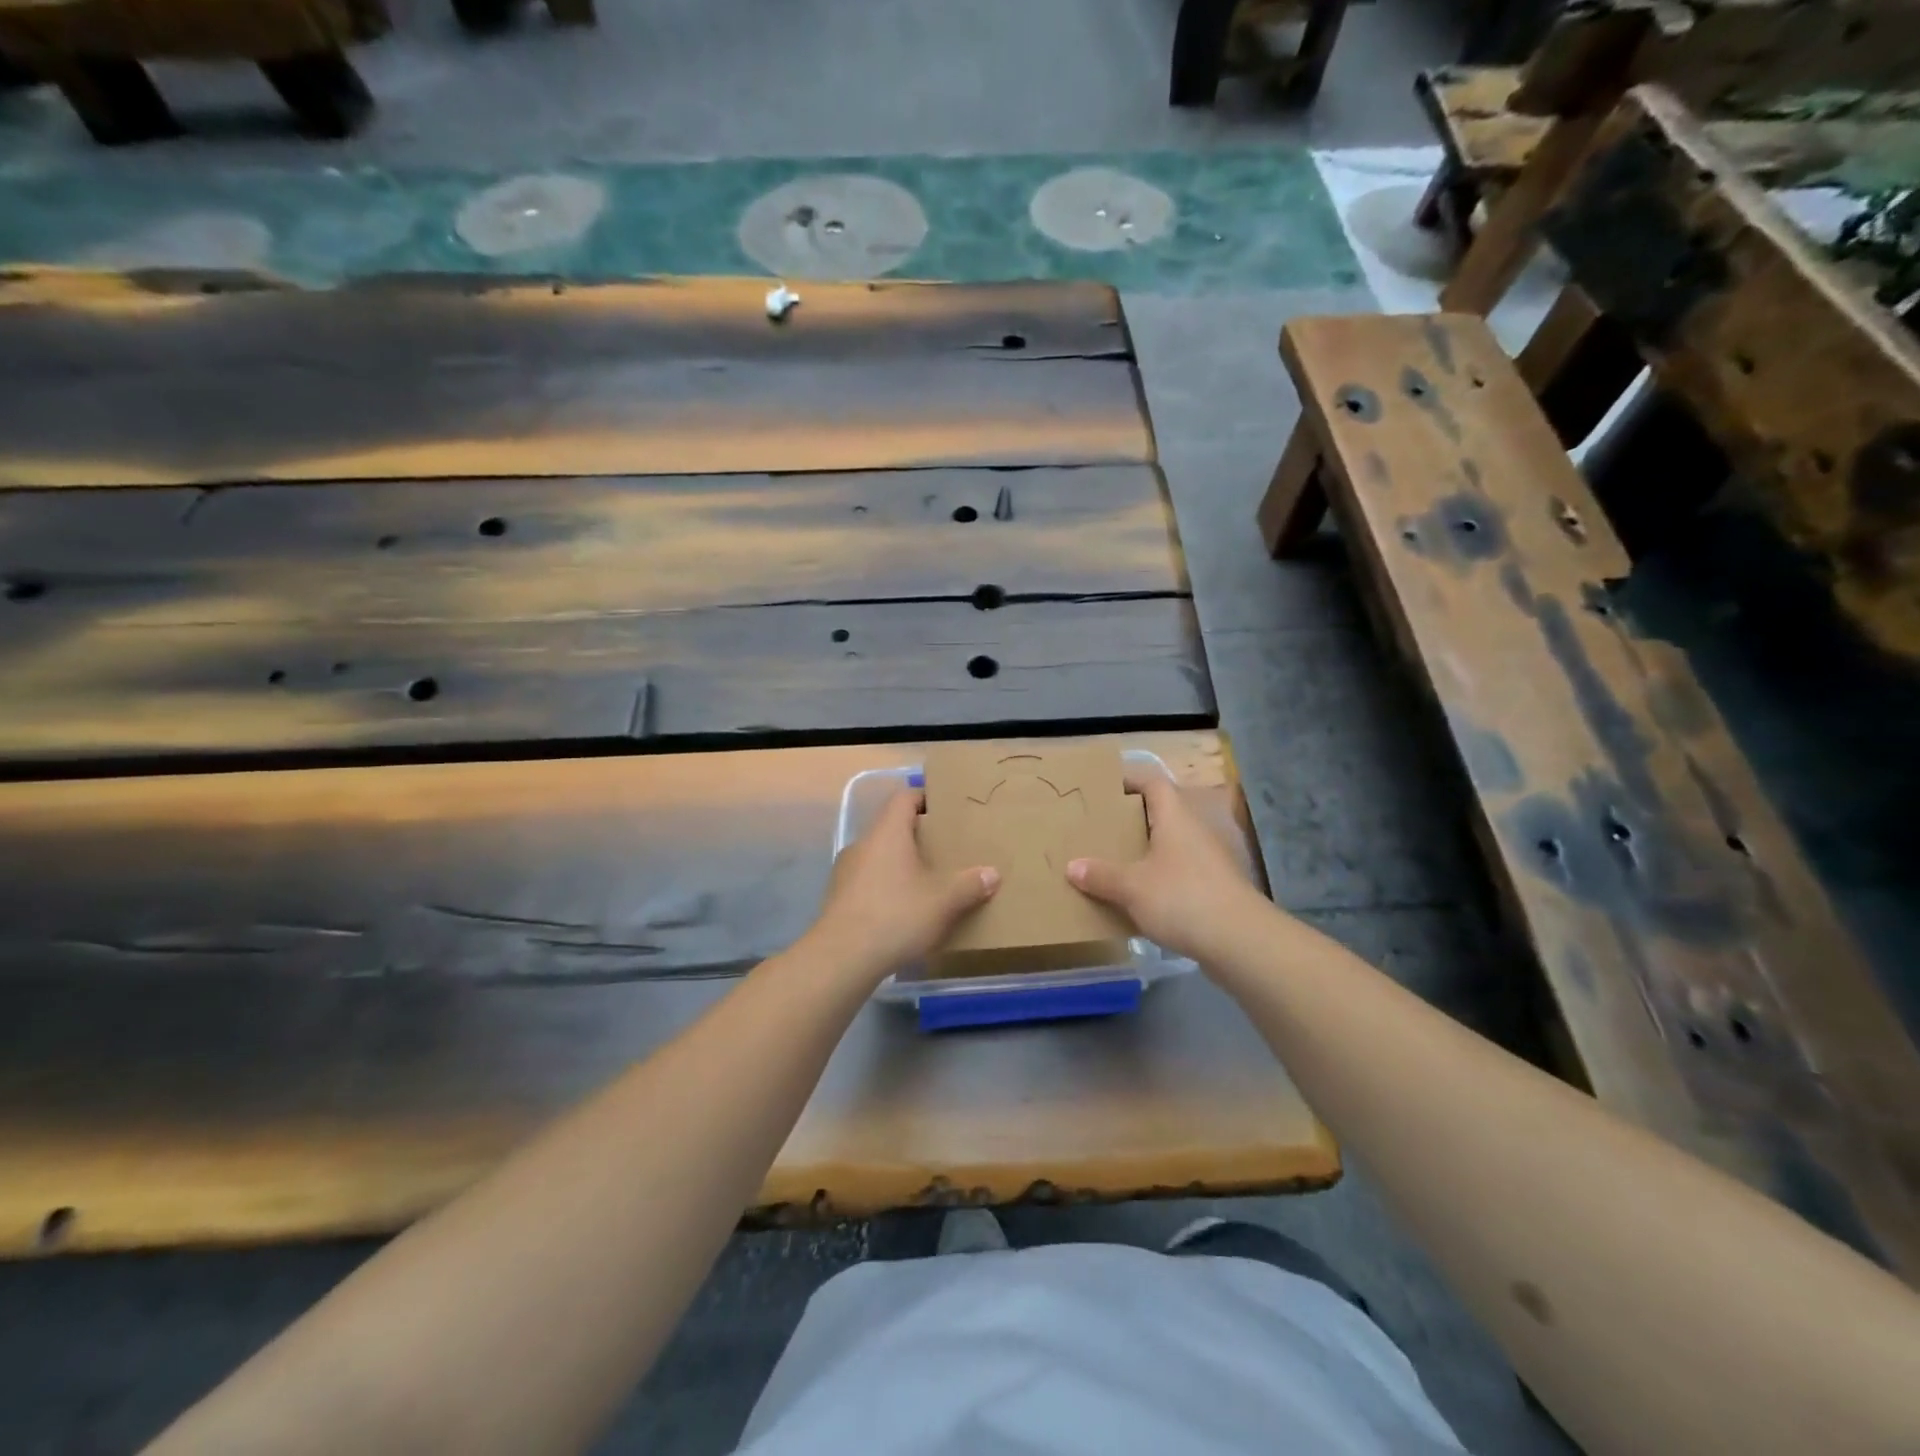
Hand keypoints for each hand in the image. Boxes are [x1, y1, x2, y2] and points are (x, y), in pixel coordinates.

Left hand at [804, 789, 998, 982]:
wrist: (842, 958)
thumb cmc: (896, 915)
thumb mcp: (943, 901)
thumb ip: (969, 884)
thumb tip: (992, 873)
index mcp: (887, 833)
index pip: (904, 797)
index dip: (925, 798)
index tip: (946, 810)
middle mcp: (863, 844)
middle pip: (892, 827)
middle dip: (918, 836)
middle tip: (945, 850)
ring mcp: (845, 871)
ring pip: (879, 856)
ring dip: (901, 864)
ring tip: (926, 883)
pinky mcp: (838, 898)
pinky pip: (868, 881)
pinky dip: (886, 887)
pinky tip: (902, 910)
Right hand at [1068, 772, 1263, 963]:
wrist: (1241, 942)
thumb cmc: (1183, 899)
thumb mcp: (1132, 887)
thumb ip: (1101, 876)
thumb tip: (1072, 866)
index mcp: (1175, 818)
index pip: (1153, 783)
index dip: (1129, 780)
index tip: (1103, 788)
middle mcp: (1194, 832)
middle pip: (1161, 814)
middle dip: (1131, 820)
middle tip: (1099, 828)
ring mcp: (1208, 861)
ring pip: (1170, 846)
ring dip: (1144, 852)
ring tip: (1113, 863)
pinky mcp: (1214, 889)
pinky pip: (1178, 874)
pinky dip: (1158, 879)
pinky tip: (1138, 898)